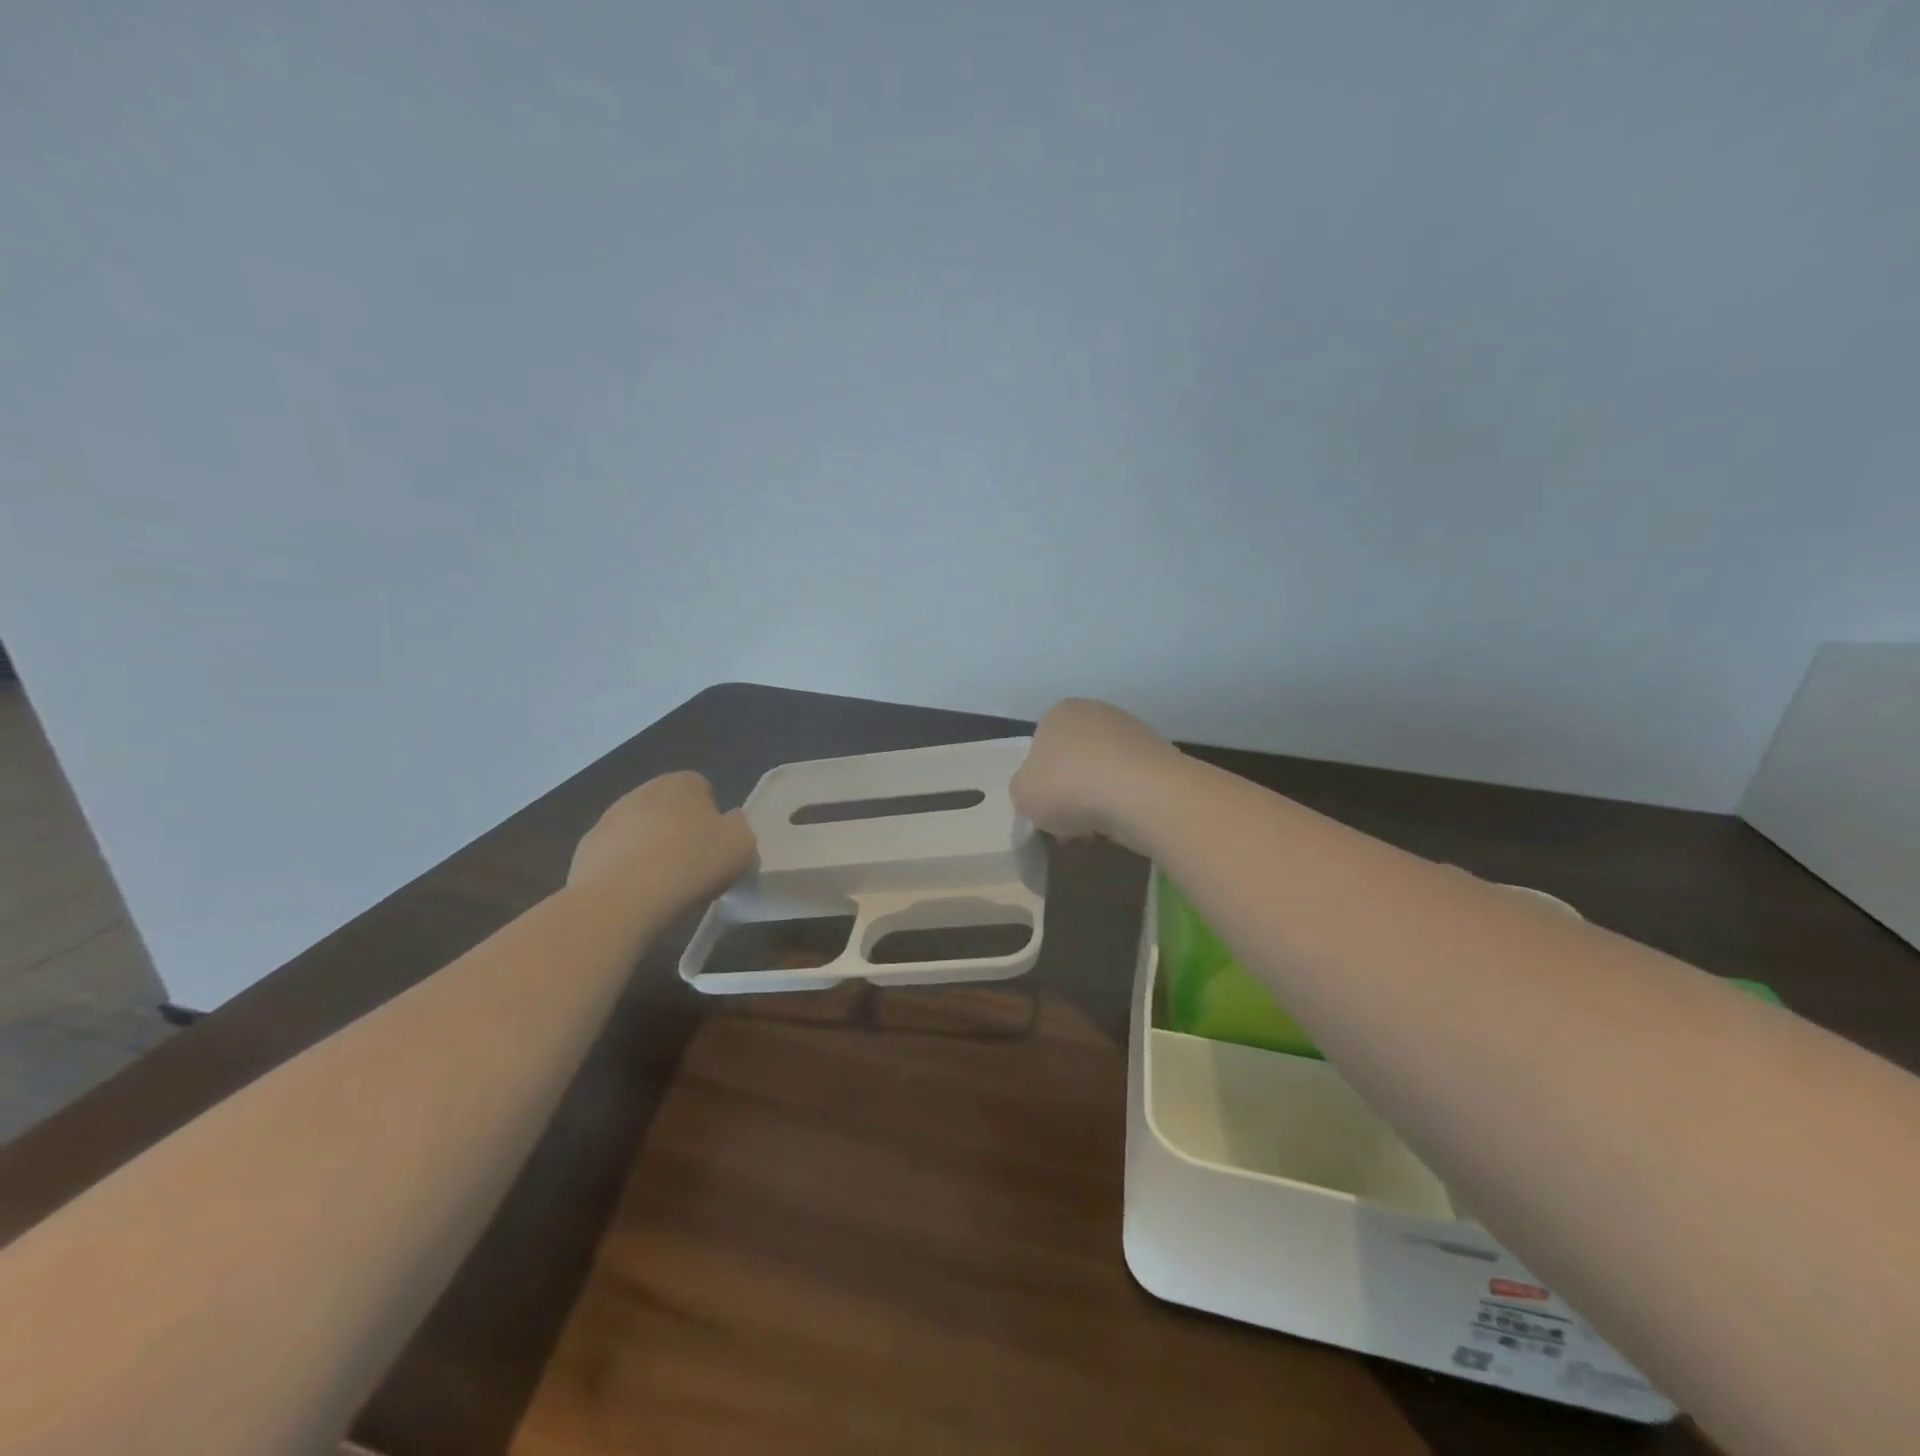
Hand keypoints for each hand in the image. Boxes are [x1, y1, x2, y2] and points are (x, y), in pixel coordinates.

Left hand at [568, 771, 755, 906]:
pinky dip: (624, 870)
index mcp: (682, 784)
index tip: (715, 846)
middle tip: (691, 865)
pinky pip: (614, 856)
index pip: (701, 788)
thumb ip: (739, 827)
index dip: (711, 816)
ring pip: (638, 830)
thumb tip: (728, 822)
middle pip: (667, 808)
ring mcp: (608, 819)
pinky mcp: (585, 850)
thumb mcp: (741, 845)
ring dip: (649, 848)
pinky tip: (634, 895)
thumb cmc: (691, 865)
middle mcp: (642, 791)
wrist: (621, 900)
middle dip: (677, 829)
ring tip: (662, 885)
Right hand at [1010, 699, 1180, 851]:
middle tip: (1068, 825)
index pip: (1041, 747)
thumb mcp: (1022, 794)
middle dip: (1071, 792)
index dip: (1040, 782)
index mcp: (1059, 713)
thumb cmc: (1068, 786)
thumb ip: (1024, 789)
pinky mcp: (1161, 757)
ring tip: (1095, 831)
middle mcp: (1097, 713)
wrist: (1141, 793)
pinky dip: (1124, 804)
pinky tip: (1121, 825)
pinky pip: (1131, 785)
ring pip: (1104, 774)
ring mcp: (1133, 732)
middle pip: (1075, 760)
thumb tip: (1041, 791)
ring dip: (1097, 800)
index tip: (1044, 810)